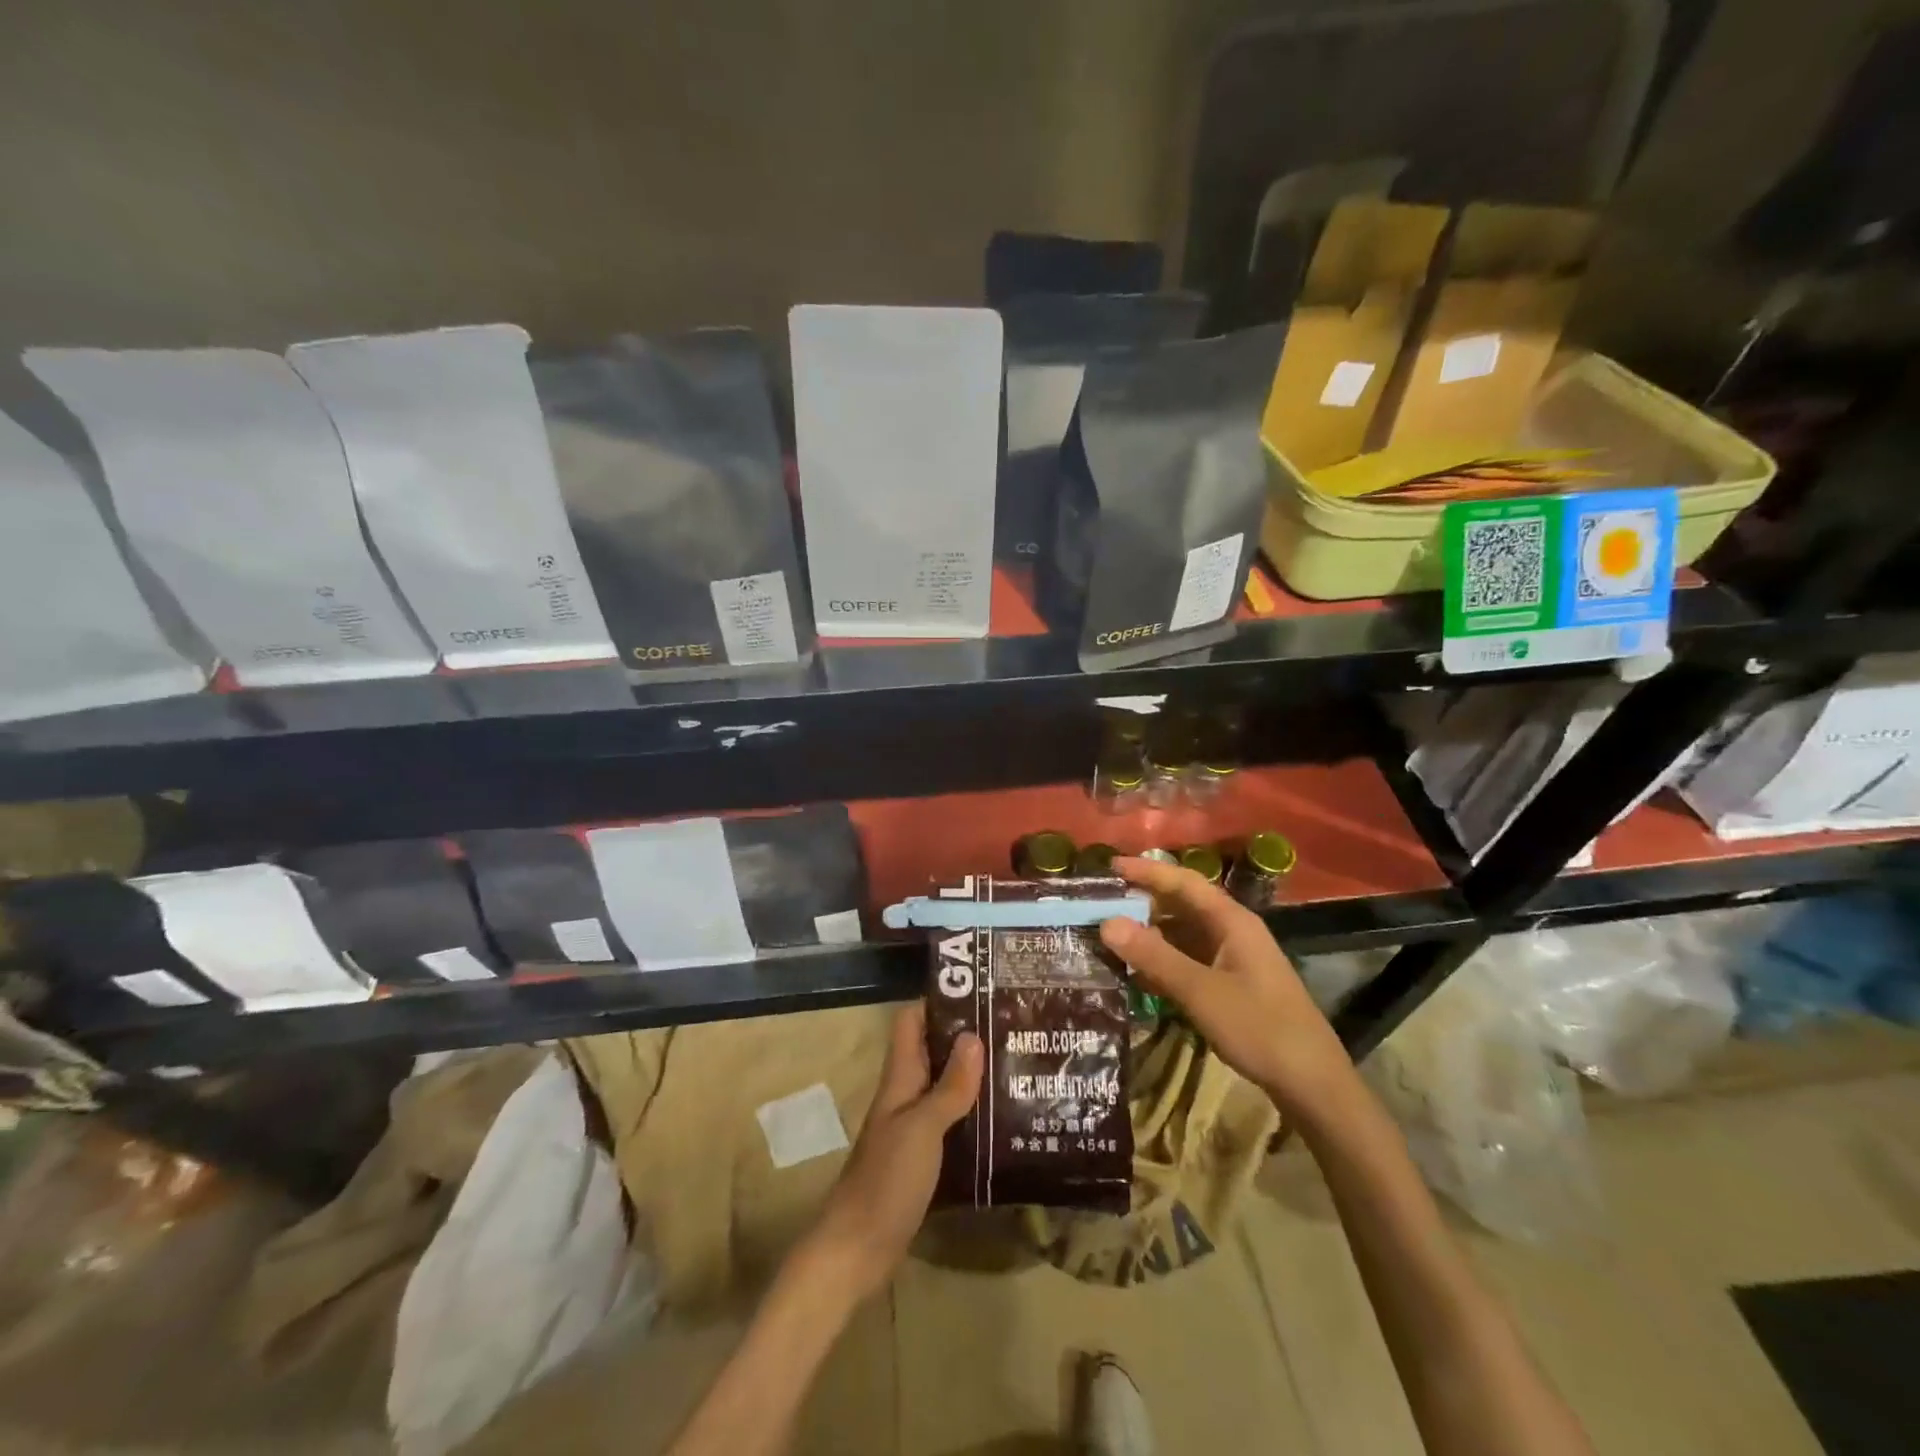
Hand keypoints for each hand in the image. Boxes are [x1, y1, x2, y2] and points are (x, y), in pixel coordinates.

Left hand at [803, 1002, 982, 1305]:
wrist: (857, 1250)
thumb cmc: (886, 1180)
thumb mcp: (922, 1128)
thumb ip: (949, 1086)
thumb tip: (974, 1035)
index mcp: (900, 1079)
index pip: (911, 1021)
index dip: (937, 1001)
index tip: (977, 990)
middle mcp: (905, 1095)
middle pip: (932, 1051)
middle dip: (965, 1035)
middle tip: (1011, 1026)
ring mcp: (912, 1127)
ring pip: (943, 1085)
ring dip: (972, 1073)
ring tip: (1015, 1062)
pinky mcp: (922, 1158)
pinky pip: (950, 1121)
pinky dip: (972, 1112)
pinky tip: (1003, 1117)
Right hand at [1099, 856, 1357, 1122]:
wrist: (1312, 1083)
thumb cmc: (1259, 1028)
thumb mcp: (1200, 991)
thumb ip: (1154, 956)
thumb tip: (1106, 923)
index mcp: (1231, 920)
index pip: (1183, 881)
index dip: (1146, 870)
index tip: (1108, 866)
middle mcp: (1231, 930)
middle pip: (1181, 904)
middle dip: (1141, 901)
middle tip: (1099, 904)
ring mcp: (1232, 957)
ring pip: (1182, 933)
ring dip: (1149, 932)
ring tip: (1108, 935)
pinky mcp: (1230, 983)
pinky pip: (1188, 958)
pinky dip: (1161, 959)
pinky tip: (1136, 971)